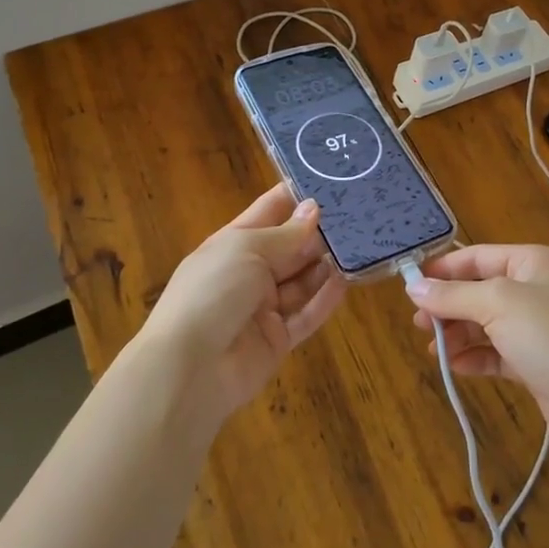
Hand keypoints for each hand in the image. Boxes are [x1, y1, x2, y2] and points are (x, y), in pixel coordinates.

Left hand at [139, 185, 345, 422]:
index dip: (295, 196)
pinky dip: (326, 299)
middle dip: (318, 232)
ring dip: (326, 264)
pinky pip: (306, 315)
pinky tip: (347, 281)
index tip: (331, 178)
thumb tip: (313, 208)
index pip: (269, 211)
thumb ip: (286, 234)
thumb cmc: (212, 291)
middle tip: (359, 213)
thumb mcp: (247, 250)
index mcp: (234, 242)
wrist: (188, 368)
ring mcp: (263, 307)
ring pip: (302, 280)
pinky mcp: (277, 340)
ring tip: (360, 244)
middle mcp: (249, 271)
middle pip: (290, 246)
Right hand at [406, 244, 548, 459]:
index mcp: (532, 262)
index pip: (477, 256)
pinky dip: (475, 356)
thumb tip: (414, 286)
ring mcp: (537, 327)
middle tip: (418, 323)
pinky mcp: (537, 361)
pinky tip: (454, 366)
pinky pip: (497, 351)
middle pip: (479, 290)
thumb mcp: (499, 305)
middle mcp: (535, 288)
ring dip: (458, 334)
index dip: (443, 269)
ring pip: (486, 323)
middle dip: (448, 305)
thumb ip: (454, 295)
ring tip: (432, 349)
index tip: (409, 284)